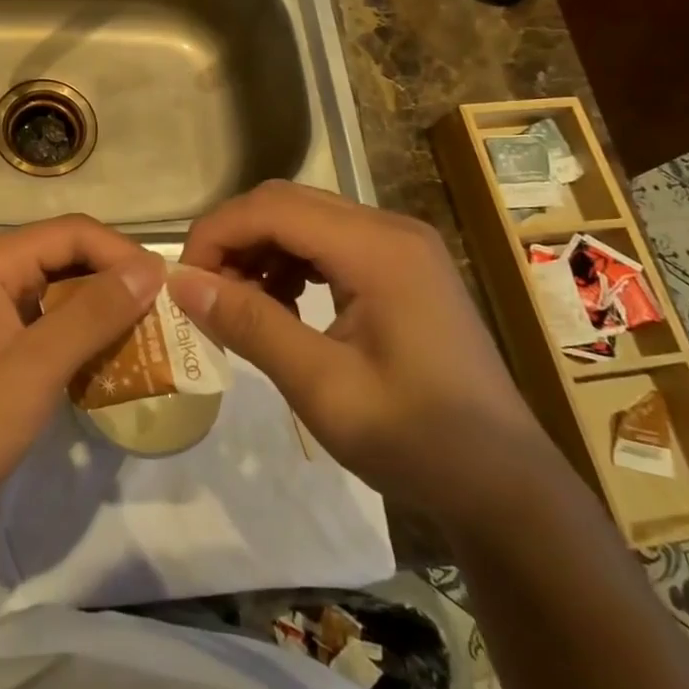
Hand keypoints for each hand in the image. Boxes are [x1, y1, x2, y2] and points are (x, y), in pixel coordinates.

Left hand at [0, 215, 163, 532]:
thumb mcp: (34, 369)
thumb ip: (93, 313)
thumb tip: (150, 269)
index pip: (71, 232)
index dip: (123, 255)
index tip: (168, 292)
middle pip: (62, 257)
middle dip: (113, 285)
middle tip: (161, 322)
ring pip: (52, 292)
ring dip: (96, 314)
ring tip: (143, 344)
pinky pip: (37, 323)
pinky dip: (72, 338)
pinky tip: (101, 365)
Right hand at [171, 181, 548, 523]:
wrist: (506, 484)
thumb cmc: (418, 441)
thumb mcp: (323, 388)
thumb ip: (252, 325)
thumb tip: (182, 284)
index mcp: (378, 249)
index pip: (272, 208)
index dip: (216, 234)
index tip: (184, 283)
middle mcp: (390, 229)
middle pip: (287, 203)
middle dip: (234, 239)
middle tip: (204, 294)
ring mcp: (401, 246)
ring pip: (305, 218)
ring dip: (260, 250)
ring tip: (239, 304)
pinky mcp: (402, 267)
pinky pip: (329, 242)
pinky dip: (291, 263)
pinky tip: (281, 306)